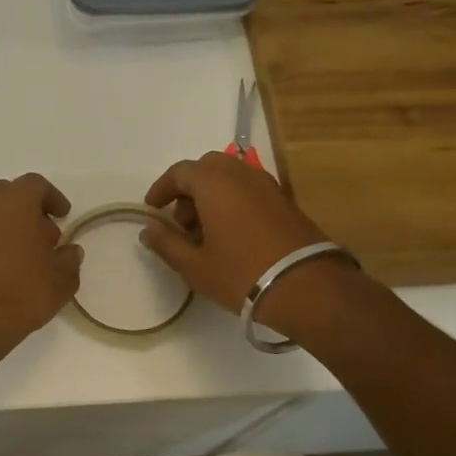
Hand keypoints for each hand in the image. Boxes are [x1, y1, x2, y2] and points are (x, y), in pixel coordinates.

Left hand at [0, 174, 82, 364]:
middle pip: (11, 194)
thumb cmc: (23, 289)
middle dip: (30, 209)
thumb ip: (70, 259)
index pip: (36, 185)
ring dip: (13, 226)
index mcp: (16, 200)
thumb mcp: (62, 278)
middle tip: (47, 234)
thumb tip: (70, 251)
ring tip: (31, 255)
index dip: (53, 198)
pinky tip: (11, 269)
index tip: (64, 216)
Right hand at [139, 153, 330, 317]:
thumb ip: (167, 244)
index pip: (180, 172)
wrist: (307, 288)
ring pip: (231, 177)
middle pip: (207, 167)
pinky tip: (232, 235)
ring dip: (212, 195)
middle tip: (182, 221)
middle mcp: (241, 174)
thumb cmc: (241, 274)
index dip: (162, 188)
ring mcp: (268, 186)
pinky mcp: (286, 201)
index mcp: (214, 183)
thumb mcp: (194, 265)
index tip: (152, 209)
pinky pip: (250, 189)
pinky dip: (234, 201)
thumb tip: (149, 230)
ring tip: (206, 232)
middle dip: (189, 188)